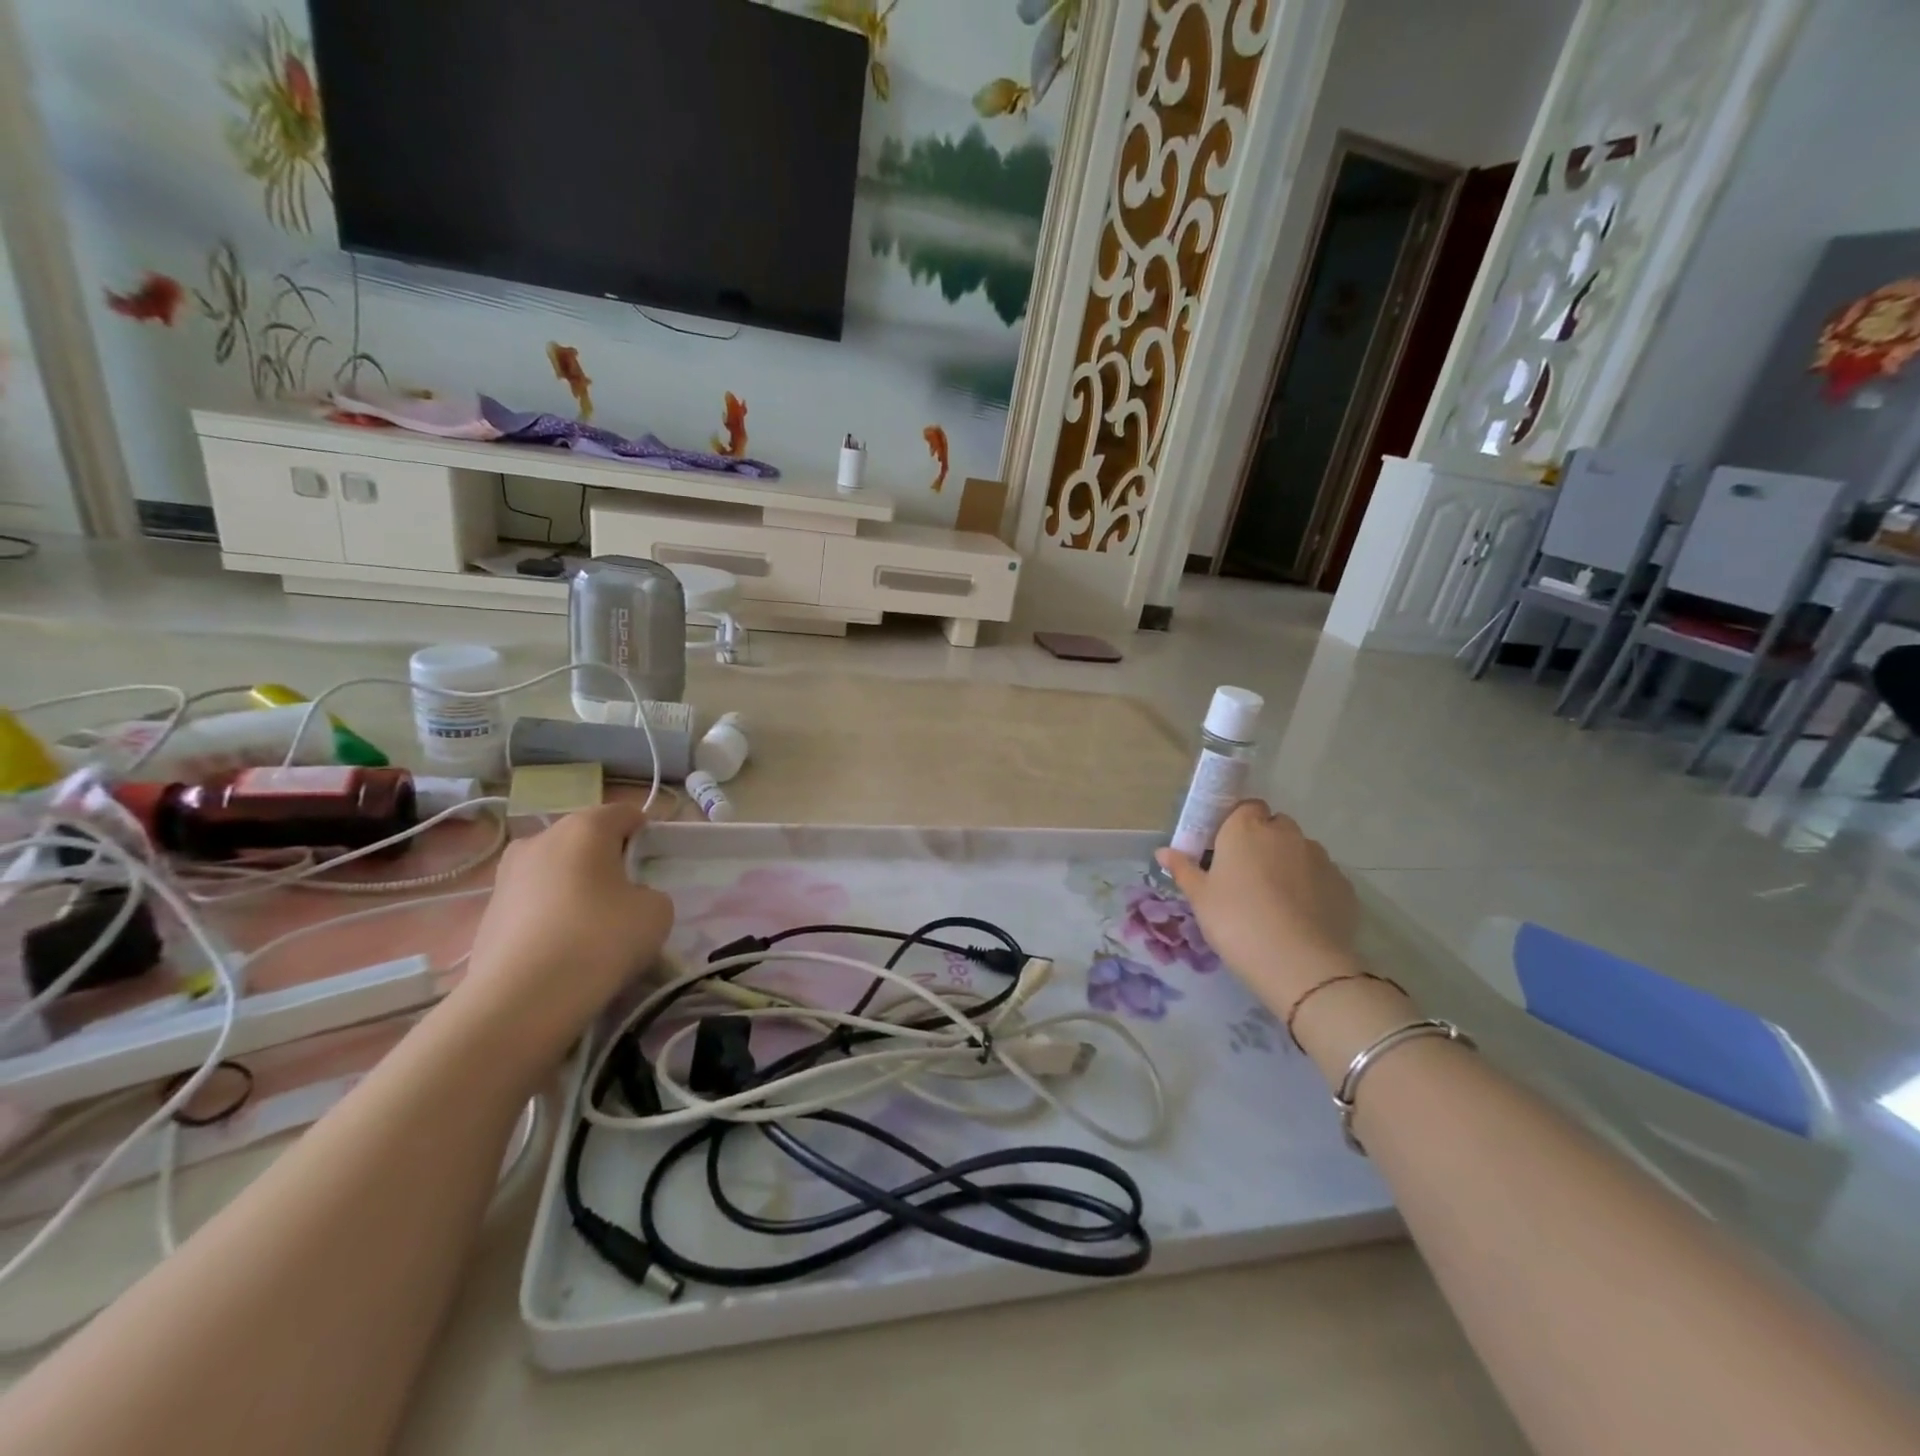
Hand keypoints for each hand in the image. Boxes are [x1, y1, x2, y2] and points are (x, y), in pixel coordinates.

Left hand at [452, 801, 673, 1068]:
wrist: (522, 999)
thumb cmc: (601, 938)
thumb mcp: (657, 911)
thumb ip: (649, 893)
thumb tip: (628, 900)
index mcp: (584, 827)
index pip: (623, 813)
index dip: (643, 833)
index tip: (652, 864)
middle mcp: (539, 839)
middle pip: (583, 840)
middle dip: (604, 860)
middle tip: (624, 896)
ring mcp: (506, 876)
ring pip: (554, 871)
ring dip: (573, 889)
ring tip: (590, 929)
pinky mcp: (486, 914)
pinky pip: (532, 904)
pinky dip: (549, 917)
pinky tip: (561, 951)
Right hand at [1155, 802, 1359, 1012]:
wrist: (1299, 964)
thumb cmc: (1236, 922)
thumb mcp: (1200, 899)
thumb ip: (1183, 869)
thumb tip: (1163, 851)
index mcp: (1246, 829)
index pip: (1245, 807)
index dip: (1236, 824)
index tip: (1225, 849)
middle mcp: (1285, 833)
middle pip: (1274, 826)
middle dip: (1263, 842)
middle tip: (1246, 875)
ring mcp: (1319, 857)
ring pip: (1300, 850)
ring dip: (1288, 863)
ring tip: (1276, 899)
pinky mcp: (1343, 884)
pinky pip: (1321, 877)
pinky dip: (1311, 887)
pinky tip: (1301, 916)